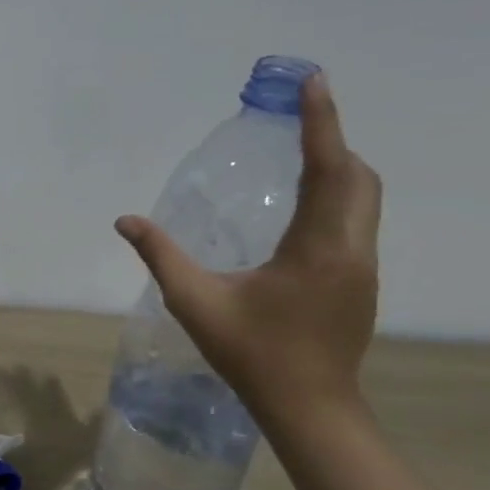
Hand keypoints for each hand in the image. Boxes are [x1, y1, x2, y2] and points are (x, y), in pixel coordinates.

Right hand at [115, 73, 381, 421]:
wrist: (309, 407)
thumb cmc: (252, 353)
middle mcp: (351, 248)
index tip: (315, 82)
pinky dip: (336, 197)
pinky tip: (302, 209)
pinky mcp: (360, 282)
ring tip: (299, 154)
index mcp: (318, 247)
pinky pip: (356, 220)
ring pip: (364, 199)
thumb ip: (161, 257)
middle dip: (331, 142)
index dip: (321, 122)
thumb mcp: (196, 303)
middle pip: (357, 177)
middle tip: (298, 119)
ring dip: (338, 169)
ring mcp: (362, 266)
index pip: (327, 169)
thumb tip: (126, 221)